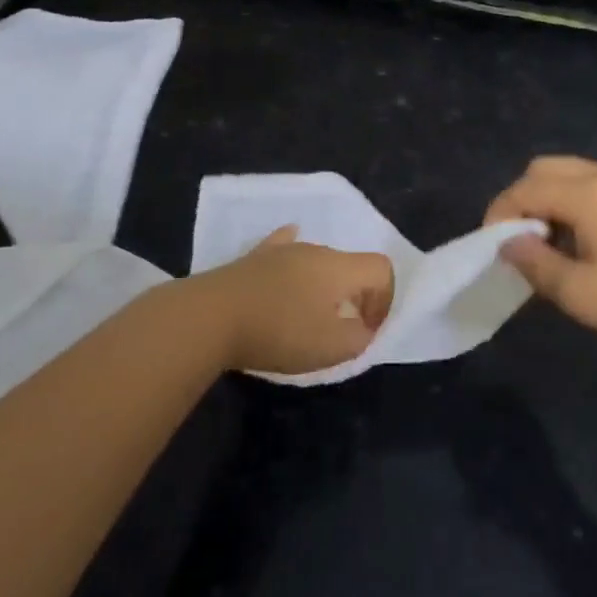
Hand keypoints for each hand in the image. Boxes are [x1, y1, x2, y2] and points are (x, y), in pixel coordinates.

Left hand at [192, 227, 393, 373]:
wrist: (211, 317)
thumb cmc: (279, 331)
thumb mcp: (330, 348)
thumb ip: (359, 338)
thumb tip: (362, 328)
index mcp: (341, 267)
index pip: (381, 268)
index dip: (385, 299)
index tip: (366, 330)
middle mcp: (317, 250)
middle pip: (351, 266)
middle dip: (356, 296)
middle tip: (341, 330)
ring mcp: (284, 250)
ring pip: (318, 261)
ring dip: (325, 286)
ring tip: (309, 316)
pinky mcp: (255, 258)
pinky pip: (284, 248)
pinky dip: (294, 257)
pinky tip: (289, 251)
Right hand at [486, 156, 596, 359]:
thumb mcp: (578, 293)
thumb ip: (534, 263)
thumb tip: (508, 244)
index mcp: (587, 193)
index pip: (524, 189)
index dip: (500, 215)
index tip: (493, 250)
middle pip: (542, 169)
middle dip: (520, 200)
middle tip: (518, 242)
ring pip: (566, 173)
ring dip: (545, 199)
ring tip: (546, 244)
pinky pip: (588, 183)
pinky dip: (569, 200)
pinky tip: (577, 240)